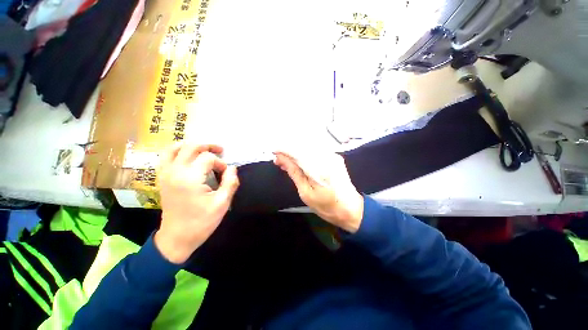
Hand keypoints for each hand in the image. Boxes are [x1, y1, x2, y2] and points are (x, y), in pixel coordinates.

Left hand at [155, 143, 239, 263]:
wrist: (176, 238)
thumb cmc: (201, 222)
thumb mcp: (222, 203)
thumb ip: (230, 183)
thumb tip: (232, 168)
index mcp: (190, 178)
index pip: (208, 158)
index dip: (220, 164)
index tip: (226, 175)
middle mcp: (175, 171)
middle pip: (191, 147)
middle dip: (208, 146)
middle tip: (220, 150)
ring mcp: (166, 174)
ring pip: (175, 148)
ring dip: (191, 145)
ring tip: (204, 149)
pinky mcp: (162, 178)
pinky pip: (166, 157)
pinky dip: (177, 151)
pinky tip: (188, 156)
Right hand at [274, 151, 363, 232]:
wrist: (350, 209)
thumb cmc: (327, 206)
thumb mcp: (306, 193)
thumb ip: (294, 173)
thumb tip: (281, 159)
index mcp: (320, 169)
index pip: (298, 152)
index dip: (284, 150)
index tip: (273, 153)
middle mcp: (328, 158)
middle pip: (304, 147)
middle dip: (289, 151)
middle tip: (278, 160)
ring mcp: (333, 156)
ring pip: (309, 148)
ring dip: (296, 153)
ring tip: (286, 162)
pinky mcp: (335, 157)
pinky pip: (316, 152)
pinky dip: (305, 155)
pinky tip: (299, 161)